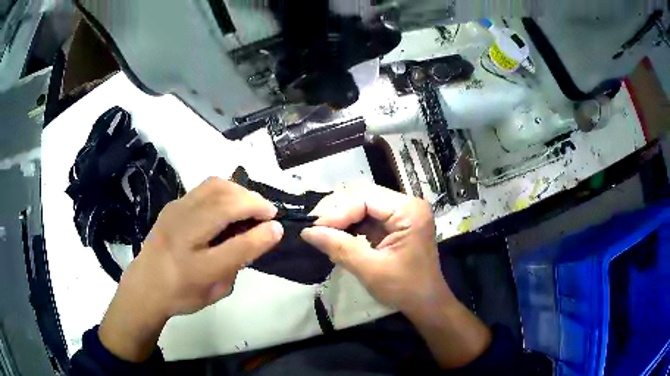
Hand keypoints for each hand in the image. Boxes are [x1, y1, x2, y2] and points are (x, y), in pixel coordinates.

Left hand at [99, 177, 282, 360]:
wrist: (145, 284)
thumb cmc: (182, 294)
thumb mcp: (217, 290)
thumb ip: (239, 263)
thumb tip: (263, 234)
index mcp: (196, 268)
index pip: (237, 246)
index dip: (263, 234)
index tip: (279, 227)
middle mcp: (184, 234)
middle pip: (225, 203)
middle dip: (254, 203)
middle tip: (268, 213)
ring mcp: (175, 212)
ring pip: (215, 186)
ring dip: (240, 191)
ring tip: (250, 205)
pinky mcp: (173, 204)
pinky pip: (205, 187)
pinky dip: (225, 190)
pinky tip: (229, 203)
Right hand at [300, 184, 453, 315]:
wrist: (426, 303)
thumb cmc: (404, 289)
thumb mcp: (371, 270)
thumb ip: (340, 247)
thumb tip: (307, 232)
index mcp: (409, 211)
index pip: (365, 198)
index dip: (337, 212)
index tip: (313, 228)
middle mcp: (407, 205)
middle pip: (364, 197)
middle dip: (337, 212)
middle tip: (314, 229)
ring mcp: (402, 214)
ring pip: (363, 205)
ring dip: (342, 219)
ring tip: (321, 232)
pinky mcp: (396, 224)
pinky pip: (368, 218)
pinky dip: (350, 226)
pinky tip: (336, 236)